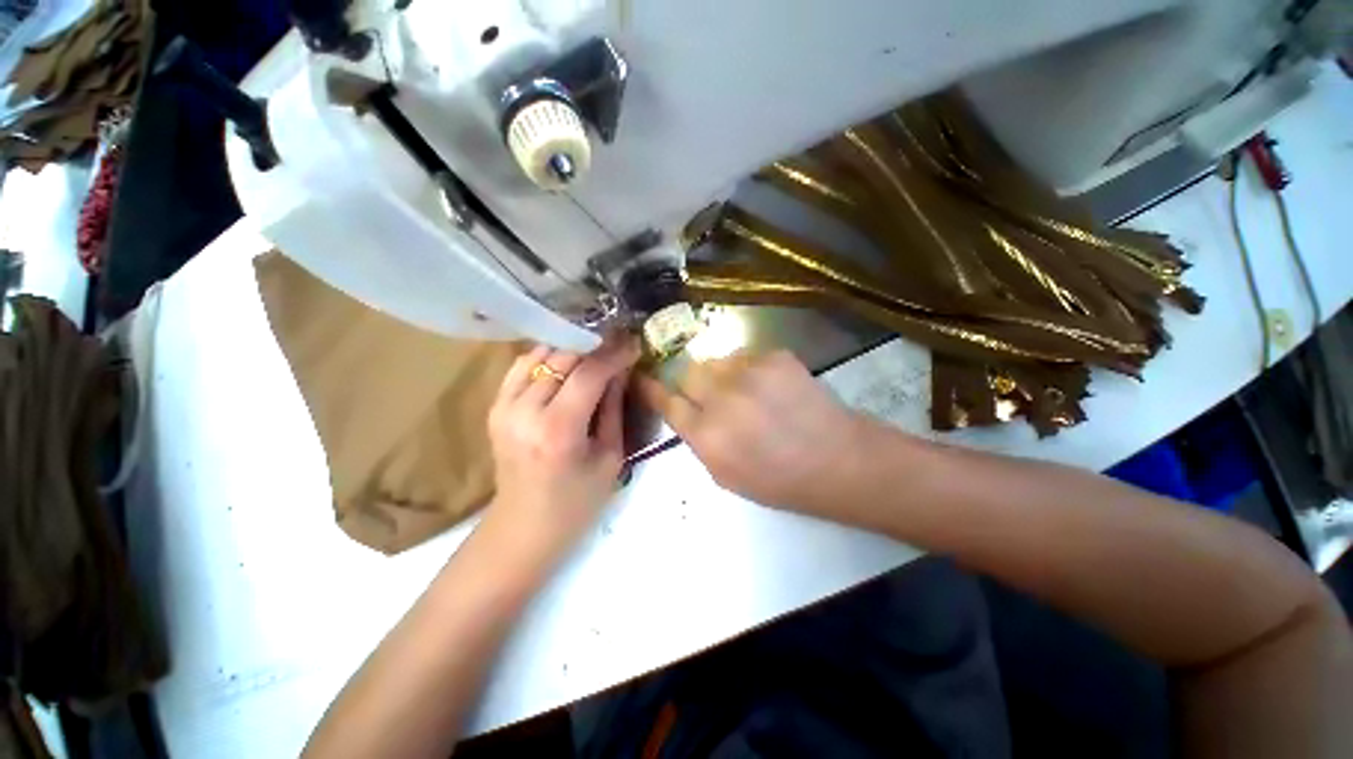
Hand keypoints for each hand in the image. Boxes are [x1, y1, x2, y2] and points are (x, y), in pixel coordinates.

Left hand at [483, 335, 639, 566]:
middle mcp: (524, 412)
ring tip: (595, 349)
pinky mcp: (495, 407)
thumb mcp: (610, 457)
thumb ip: (615, 408)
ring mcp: (503, 407)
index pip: (588, 374)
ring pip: (542, 355)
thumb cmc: (577, 502)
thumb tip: (621, 369)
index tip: (633, 343)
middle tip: (618, 343)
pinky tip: (567, 361)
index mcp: (558, 431)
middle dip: (595, 346)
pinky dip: (547, 356)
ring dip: (572, 348)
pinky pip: (522, 365)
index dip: (614, 354)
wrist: (523, 527)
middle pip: (563, 358)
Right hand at [638, 350, 867, 515]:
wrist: (837, 459)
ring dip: (721, 375)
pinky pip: (746, 356)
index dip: (652, 389)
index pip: (666, 401)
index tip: (643, 378)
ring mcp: (750, 372)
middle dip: (692, 383)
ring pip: (716, 361)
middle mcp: (722, 398)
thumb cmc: (780, 480)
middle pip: (687, 373)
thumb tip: (685, 412)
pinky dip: (749, 370)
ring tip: (745, 393)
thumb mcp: (725, 476)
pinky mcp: (775, 356)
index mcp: (707, 435)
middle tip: (711, 396)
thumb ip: (698, 441)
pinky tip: (769, 387)